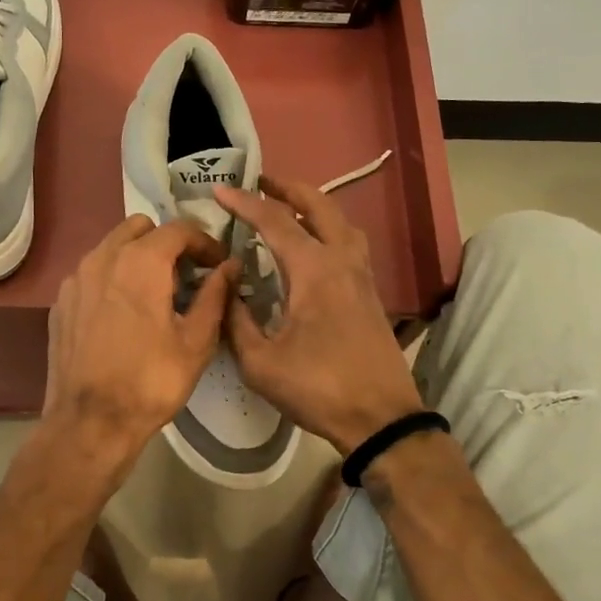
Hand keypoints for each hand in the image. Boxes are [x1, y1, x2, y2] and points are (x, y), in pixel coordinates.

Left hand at [38, 215, 233, 493]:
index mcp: (141, 262)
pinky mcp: (61, 301)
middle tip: (185, 274)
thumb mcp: (196, 341)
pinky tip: (123, 312)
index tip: (217, 264)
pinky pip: (92, 272)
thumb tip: (230, 266)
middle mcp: (103, 257)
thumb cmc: (151, 381)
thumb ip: (215, 295)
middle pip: (140, 228)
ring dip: (137, 256)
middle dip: (167, 243)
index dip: (204, 241)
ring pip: (112, 246)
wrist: (89, 423)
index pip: (179, 229)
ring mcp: (76, 278)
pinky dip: (112, 277)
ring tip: (154, 293)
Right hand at [216, 177, 423, 453]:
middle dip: (287, 188)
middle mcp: (341, 260)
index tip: (219, 191)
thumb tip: (225, 289)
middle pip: (319, 205)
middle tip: (260, 182)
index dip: (244, 203)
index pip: (274, 221)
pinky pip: (348, 242)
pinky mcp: (369, 292)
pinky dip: (326, 228)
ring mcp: (361, 275)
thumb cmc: (318, 388)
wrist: (381, 418)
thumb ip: (236, 321)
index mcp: (313, 269)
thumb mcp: (260, 362)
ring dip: (313, 205)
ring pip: (340, 221)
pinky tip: (310, 247)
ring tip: (286, 207)